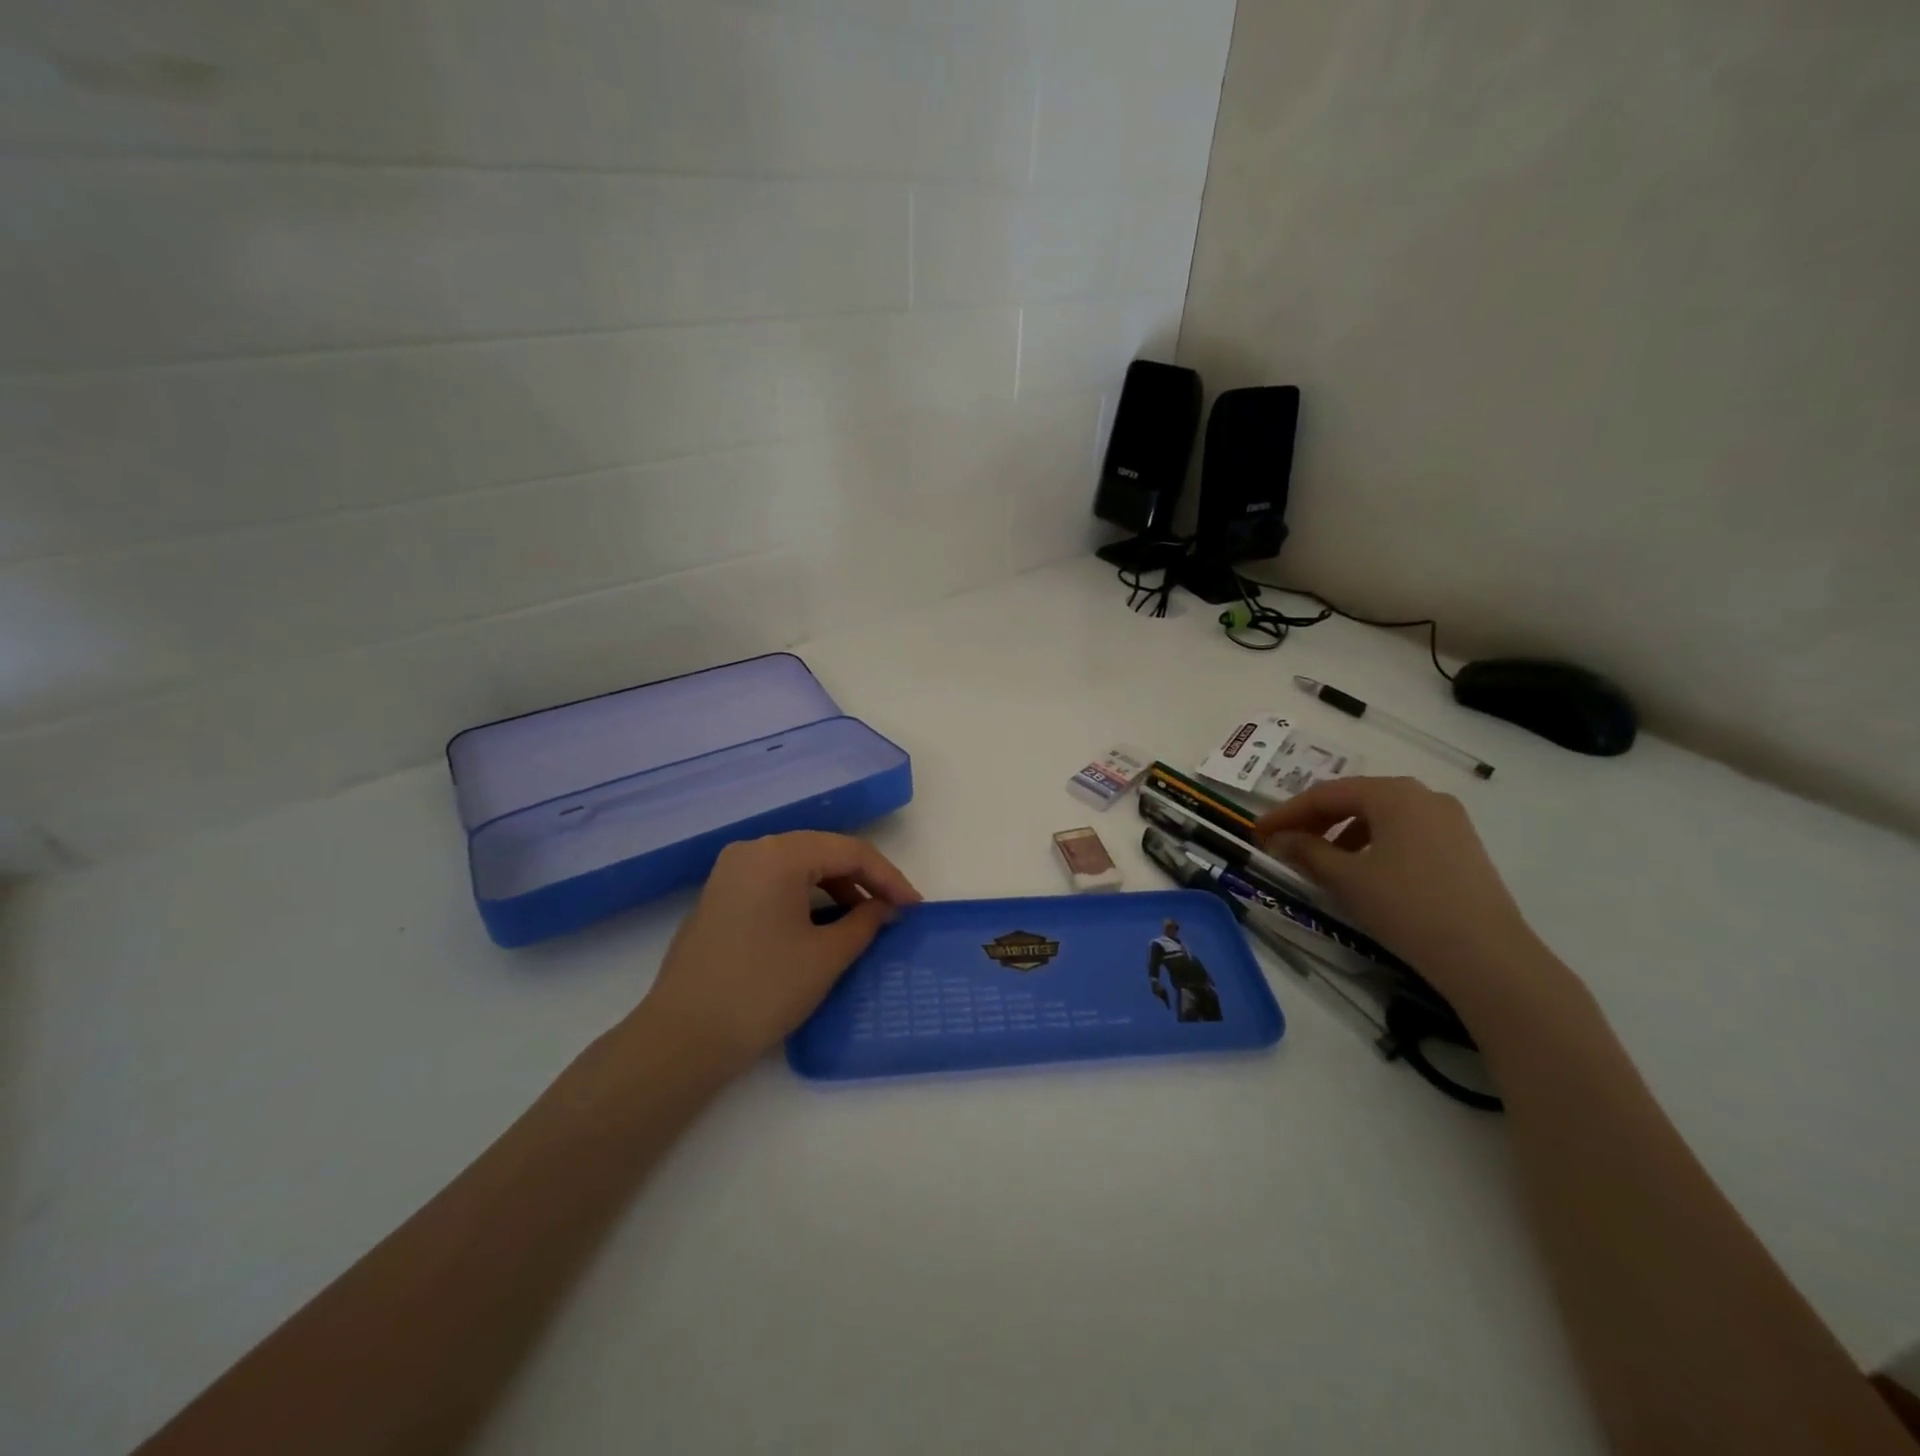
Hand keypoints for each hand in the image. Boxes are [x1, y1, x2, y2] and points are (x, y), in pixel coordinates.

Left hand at [636, 831, 921, 1072]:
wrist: (683, 1038)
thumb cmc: (762, 990)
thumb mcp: (826, 956)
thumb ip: (865, 922)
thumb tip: (885, 908)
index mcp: (778, 854)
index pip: (849, 851)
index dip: (889, 877)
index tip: (915, 907)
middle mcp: (752, 851)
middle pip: (823, 851)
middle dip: (864, 879)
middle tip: (894, 909)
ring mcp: (730, 873)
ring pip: (798, 866)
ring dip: (836, 887)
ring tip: (863, 919)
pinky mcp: (720, 897)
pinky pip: (775, 883)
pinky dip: (806, 897)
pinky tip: (823, 923)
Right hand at [1255, 777, 1553, 1015]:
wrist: (1487, 957)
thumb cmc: (1407, 907)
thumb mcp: (1345, 878)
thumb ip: (1306, 851)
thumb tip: (1279, 840)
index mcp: (1393, 794)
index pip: (1325, 794)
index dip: (1286, 812)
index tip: (1257, 831)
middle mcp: (1423, 795)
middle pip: (1354, 799)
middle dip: (1314, 820)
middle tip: (1283, 842)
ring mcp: (1448, 820)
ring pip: (1379, 816)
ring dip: (1341, 833)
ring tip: (1319, 860)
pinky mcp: (1461, 846)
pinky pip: (1403, 833)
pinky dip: (1372, 844)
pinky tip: (1361, 871)